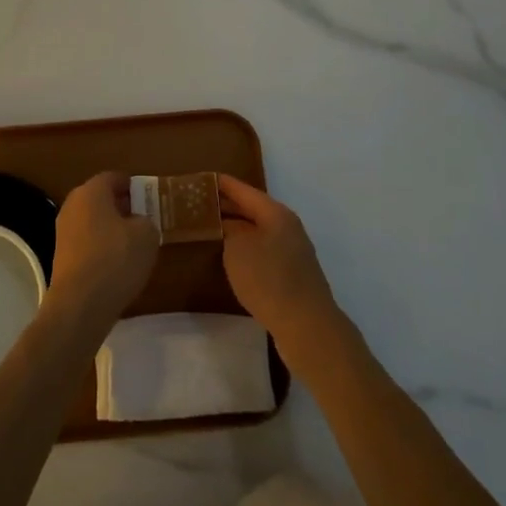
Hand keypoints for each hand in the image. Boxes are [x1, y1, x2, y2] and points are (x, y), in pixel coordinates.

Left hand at [47, 173, 157, 327]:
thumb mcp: (147, 235)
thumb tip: (138, 223)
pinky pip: (86, 242)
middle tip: (142, 218)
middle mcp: (73, 205)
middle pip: (99, 198)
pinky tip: (116, 264)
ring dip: (110, 228)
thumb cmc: (116, 259)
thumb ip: (146, 220)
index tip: (147, 195)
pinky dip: (100, 247)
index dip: (132, 185)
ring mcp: (63, 232)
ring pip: (92, 221)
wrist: (80, 305)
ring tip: (133, 243)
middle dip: (120, 206)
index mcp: (91, 192)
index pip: (113, 177)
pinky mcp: (61, 257)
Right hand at [218, 175, 341, 349]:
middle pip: (252, 210)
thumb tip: (229, 228)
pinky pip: (262, 252)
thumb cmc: (269, 279)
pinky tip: (230, 258)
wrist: (306, 326)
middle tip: (198, 205)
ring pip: (257, 232)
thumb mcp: (237, 250)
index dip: (222, 184)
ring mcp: (292, 252)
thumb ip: (229, 232)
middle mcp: (287, 227)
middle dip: (227, 207)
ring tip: (208, 229)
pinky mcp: (291, 275)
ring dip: (235, 230)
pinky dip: (244, 249)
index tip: (201, 178)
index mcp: (276, 214)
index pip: (244, 190)